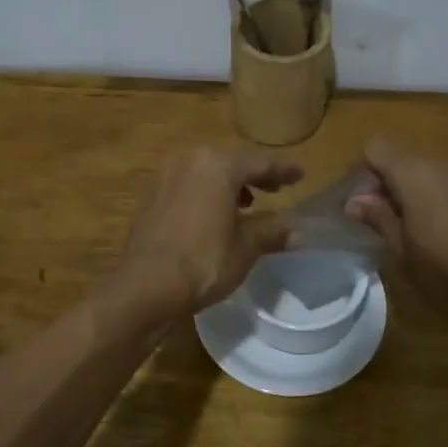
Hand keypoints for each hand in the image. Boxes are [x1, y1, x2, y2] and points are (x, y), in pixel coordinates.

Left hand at [117, 147, 304, 316]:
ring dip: (226, 186)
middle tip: (274, 189)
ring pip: (204, 174)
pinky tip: (211, 216)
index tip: (300, 174)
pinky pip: (185, 188)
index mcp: (217, 165)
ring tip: (244, 205)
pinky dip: (203, 196)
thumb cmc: (204, 260)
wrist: (147, 285)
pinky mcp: (149, 198)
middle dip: (252, 177)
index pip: (258, 164)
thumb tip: (298, 234)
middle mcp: (188, 161)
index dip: (282, 170)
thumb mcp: (245, 247)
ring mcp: (164, 177)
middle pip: (229, 164)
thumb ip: (271, 232)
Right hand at [344, 138, 447, 319]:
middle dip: (386, 183)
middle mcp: (444, 164)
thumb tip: (354, 200)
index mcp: (416, 174)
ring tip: (412, 228)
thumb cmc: (446, 274)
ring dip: (413, 190)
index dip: (362, 171)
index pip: (376, 148)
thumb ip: (377, 216)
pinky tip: (442, 231)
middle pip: (403, 158)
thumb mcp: (401, 250)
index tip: (358, 203)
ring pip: (429, 171)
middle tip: (380, 219)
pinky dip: (438, 198)